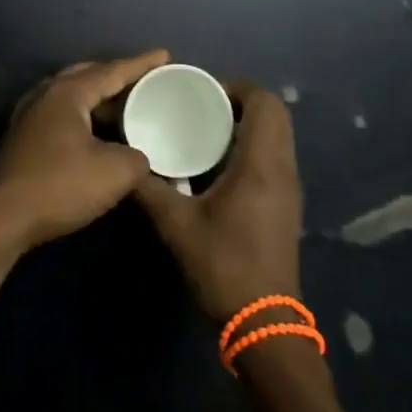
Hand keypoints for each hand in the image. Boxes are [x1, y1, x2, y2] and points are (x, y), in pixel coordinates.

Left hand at [0, 50, 167, 251]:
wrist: (3, 216)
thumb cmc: (60, 185)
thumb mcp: (115, 172)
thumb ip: (138, 157)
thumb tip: (138, 156)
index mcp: (68, 92)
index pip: (112, 71)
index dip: (141, 64)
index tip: (164, 55)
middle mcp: (45, 94)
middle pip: (87, 75)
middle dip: (117, 76)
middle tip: (145, 80)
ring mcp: (30, 114)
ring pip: (72, 95)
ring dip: (98, 97)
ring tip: (125, 104)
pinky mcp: (23, 136)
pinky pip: (61, 113)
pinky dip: (83, 114)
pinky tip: (95, 131)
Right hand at [134, 82, 303, 324]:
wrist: (263, 324)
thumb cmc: (223, 265)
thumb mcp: (176, 224)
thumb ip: (147, 187)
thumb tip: (123, 161)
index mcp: (261, 163)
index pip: (265, 102)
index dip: (236, 87)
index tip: (201, 93)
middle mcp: (282, 168)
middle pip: (274, 114)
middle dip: (238, 102)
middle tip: (199, 108)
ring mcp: (288, 188)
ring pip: (276, 136)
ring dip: (245, 124)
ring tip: (202, 130)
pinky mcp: (285, 205)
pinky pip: (273, 156)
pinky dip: (250, 146)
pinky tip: (215, 164)